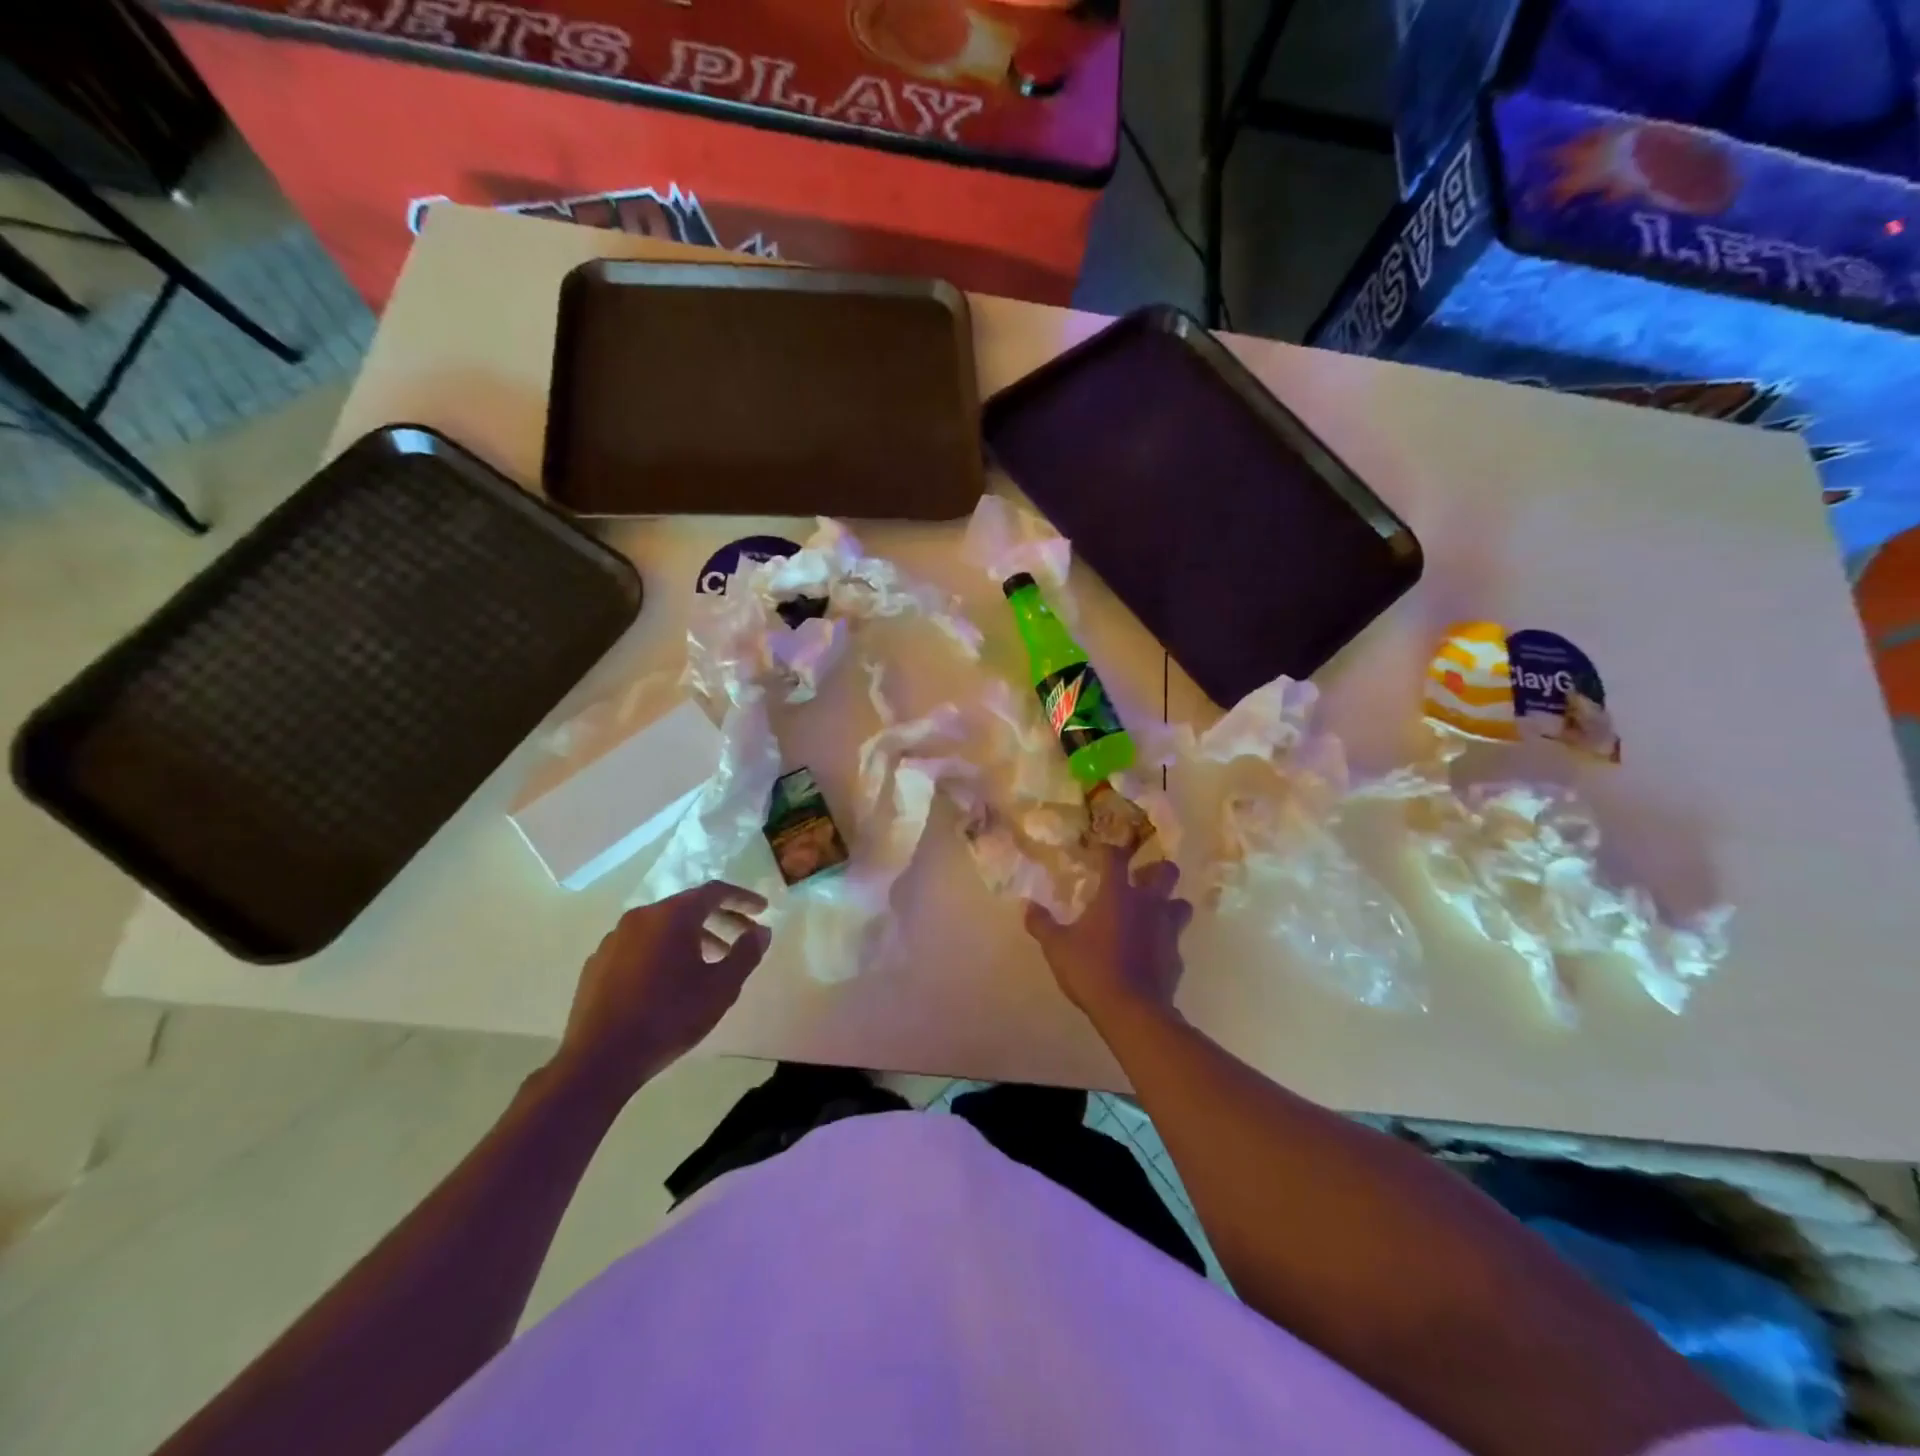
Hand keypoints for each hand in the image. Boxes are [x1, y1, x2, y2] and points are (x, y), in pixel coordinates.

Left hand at [554, 881, 771, 1100]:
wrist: (599, 1058)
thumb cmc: (669, 1017)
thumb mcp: (721, 988)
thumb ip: (746, 953)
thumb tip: (761, 931)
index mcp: (672, 915)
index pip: (715, 891)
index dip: (742, 898)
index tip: (762, 909)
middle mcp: (641, 917)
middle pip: (688, 906)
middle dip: (720, 918)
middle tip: (743, 936)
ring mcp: (615, 938)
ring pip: (663, 926)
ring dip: (693, 936)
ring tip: (712, 960)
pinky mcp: (598, 961)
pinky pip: (640, 944)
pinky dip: (664, 950)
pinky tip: (671, 979)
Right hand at [1025, 846, 1192, 1027]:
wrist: (1132, 1010)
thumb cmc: (1091, 970)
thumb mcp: (1057, 947)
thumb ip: (1041, 924)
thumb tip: (1027, 906)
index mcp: (1117, 894)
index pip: (1116, 857)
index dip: (1108, 851)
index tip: (1101, 852)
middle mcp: (1148, 904)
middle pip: (1166, 871)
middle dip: (1157, 869)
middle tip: (1141, 878)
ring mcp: (1167, 930)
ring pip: (1181, 904)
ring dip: (1170, 904)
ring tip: (1153, 914)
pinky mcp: (1176, 957)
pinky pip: (1175, 940)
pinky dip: (1165, 941)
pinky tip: (1152, 953)